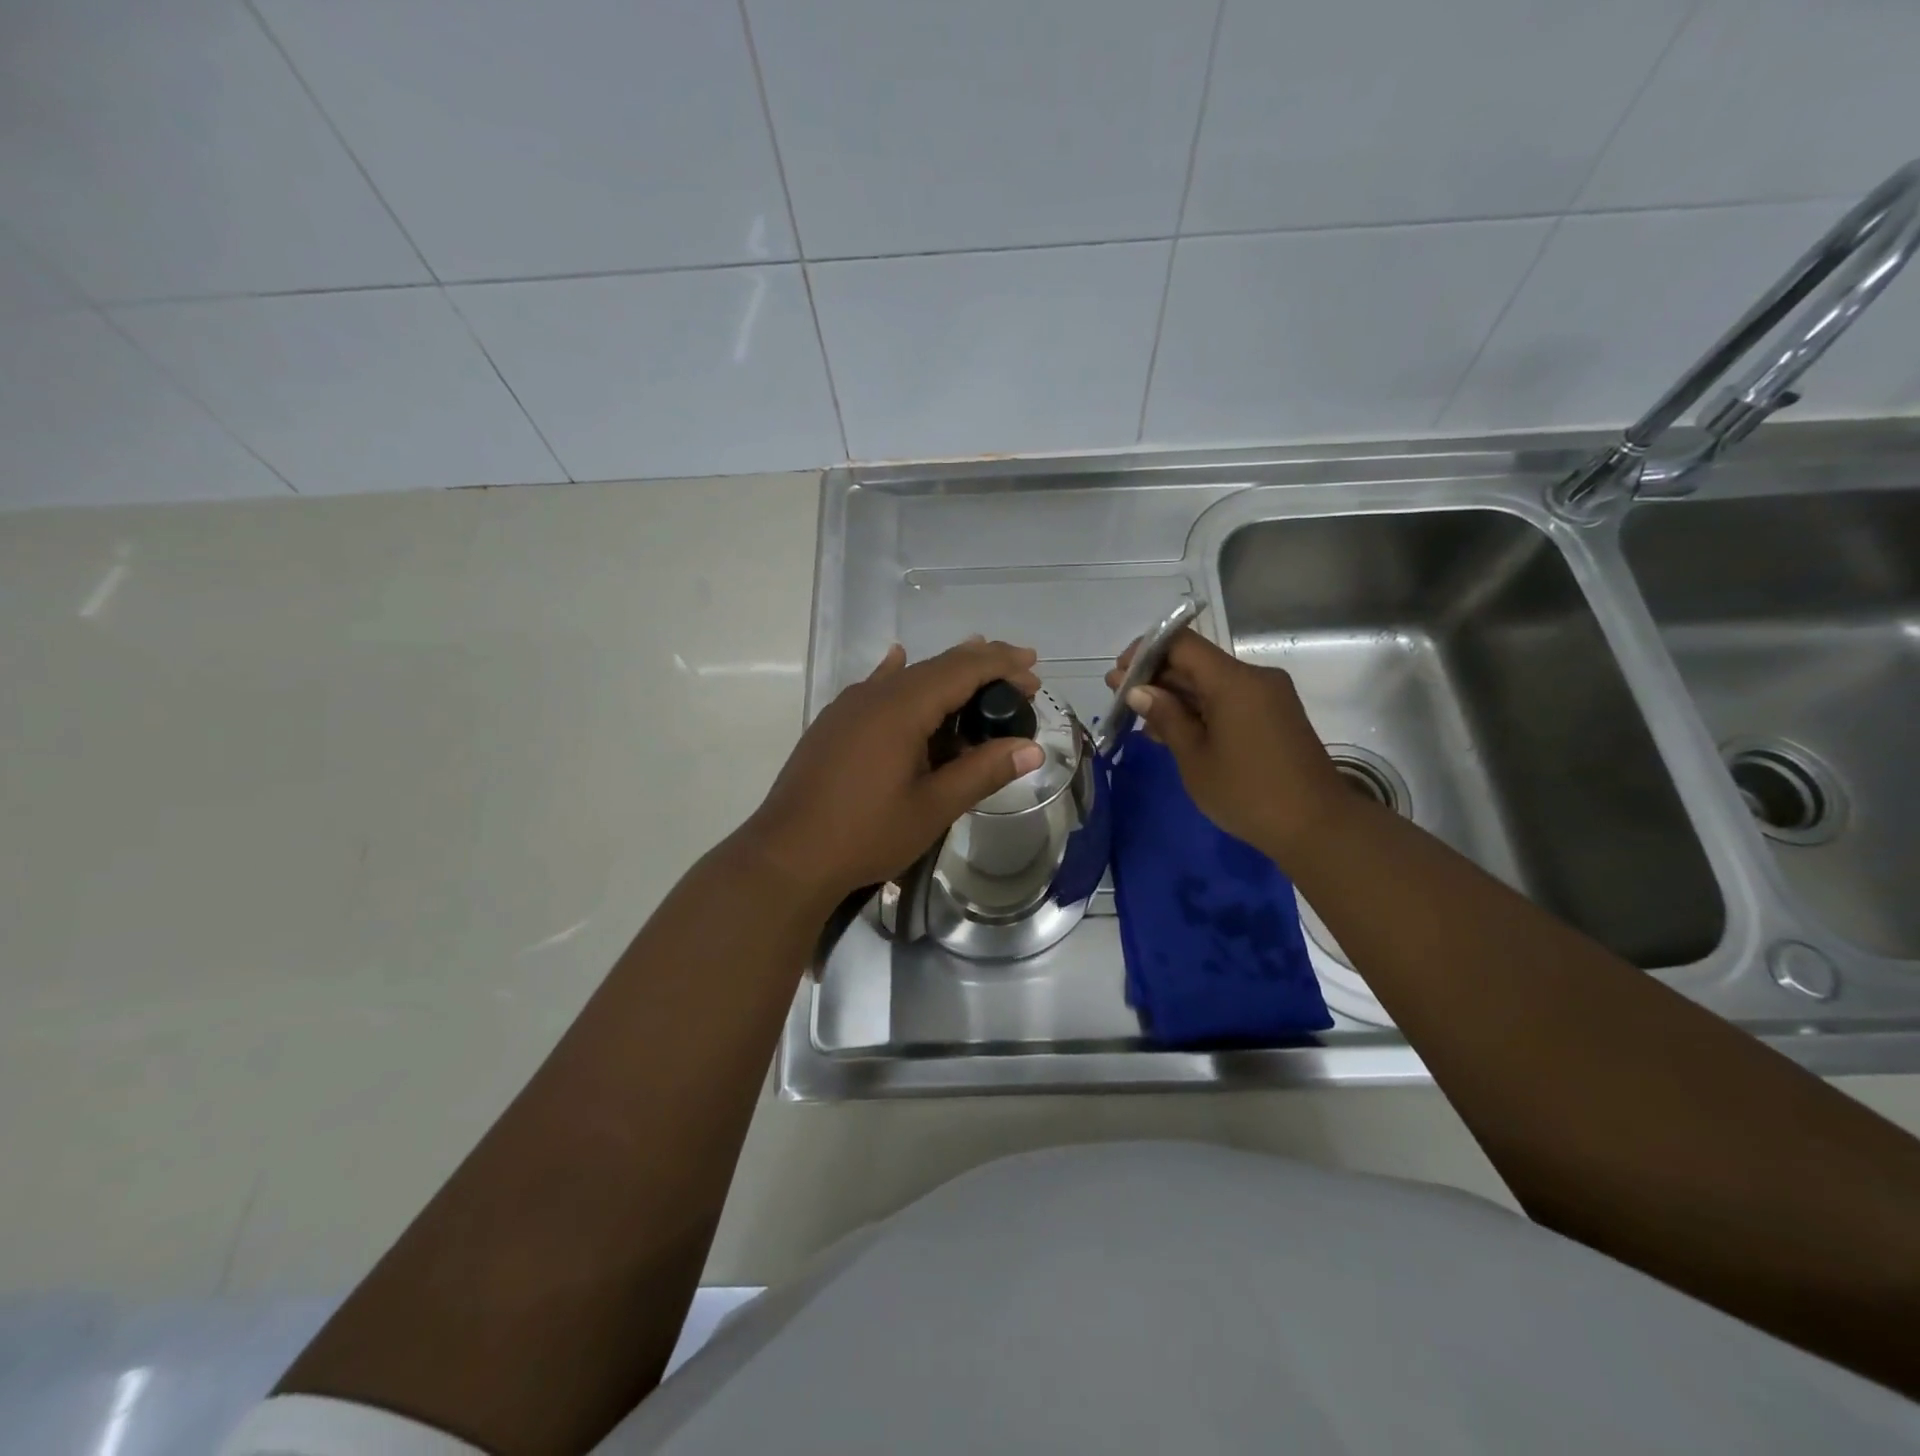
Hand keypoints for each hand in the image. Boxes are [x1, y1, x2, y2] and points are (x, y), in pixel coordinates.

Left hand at [742, 638, 1044, 906]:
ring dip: (945, 675)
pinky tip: (898, 662)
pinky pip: (875, 687)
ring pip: (905, 676)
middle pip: (936, 666)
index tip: (1034, 671)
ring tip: (977, 678)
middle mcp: (873, 695)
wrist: (787, 856)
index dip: (1002, 665)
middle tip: (1020, 681)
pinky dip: (900, 676)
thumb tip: (1032, 748)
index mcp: (901, 708)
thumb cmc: (865, 834)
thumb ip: (983, 772)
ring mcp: (847, 707)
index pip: (962, 669)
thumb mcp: (933, 807)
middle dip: (980, 668)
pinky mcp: (832, 724)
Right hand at [1105, 628, 1353, 868]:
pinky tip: (1172, 729)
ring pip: (1211, 683)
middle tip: (1119, 697)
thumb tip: (1138, 690)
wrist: (1317, 826)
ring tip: (1139, 718)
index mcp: (1234, 681)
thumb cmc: (1247, 793)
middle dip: (1156, 677)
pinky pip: (1229, 700)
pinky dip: (1199, 709)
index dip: (1146, 652)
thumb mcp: (1194, 758)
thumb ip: (1166, 717)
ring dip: (1176, 696)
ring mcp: (1268, 697)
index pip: (1182, 644)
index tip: (1120, 675)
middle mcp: (1254, 678)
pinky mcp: (1274, 716)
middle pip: (1196, 662)